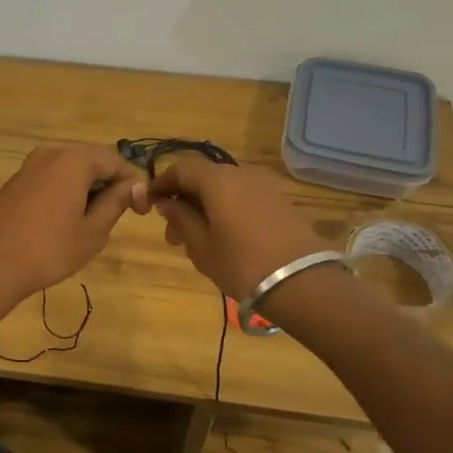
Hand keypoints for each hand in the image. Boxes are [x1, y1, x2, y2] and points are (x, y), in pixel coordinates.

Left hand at [0, 143, 149, 306]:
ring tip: (93, 220)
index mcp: (74, 160)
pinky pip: (50, 179)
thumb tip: (134, 186)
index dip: (133, 183)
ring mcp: (28, 166)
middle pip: (91, 160)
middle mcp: (51, 153)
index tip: (142, 210)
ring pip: (69, 170)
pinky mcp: (14, 182)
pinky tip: (64, 220)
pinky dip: (65, 192)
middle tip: (120, 214)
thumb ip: (116, 202)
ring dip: (87, 188)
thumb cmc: (49, 249)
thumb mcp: (93, 231)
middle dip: (109, 183)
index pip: (115, 161)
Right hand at [151, 159, 333, 298]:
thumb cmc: (242, 265)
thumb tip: (167, 203)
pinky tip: (225, 238)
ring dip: (206, 207)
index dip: (162, 184)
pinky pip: (244, 198)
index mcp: (217, 180)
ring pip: (225, 189)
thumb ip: (181, 219)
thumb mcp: (202, 247)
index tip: (149, 204)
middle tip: (173, 234)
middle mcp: (241, 173)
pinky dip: (228, 210)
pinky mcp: (281, 202)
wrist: (303, 283)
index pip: (181, 169)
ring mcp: (265, 186)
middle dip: (184, 200)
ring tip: (198, 241)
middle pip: (204, 178)